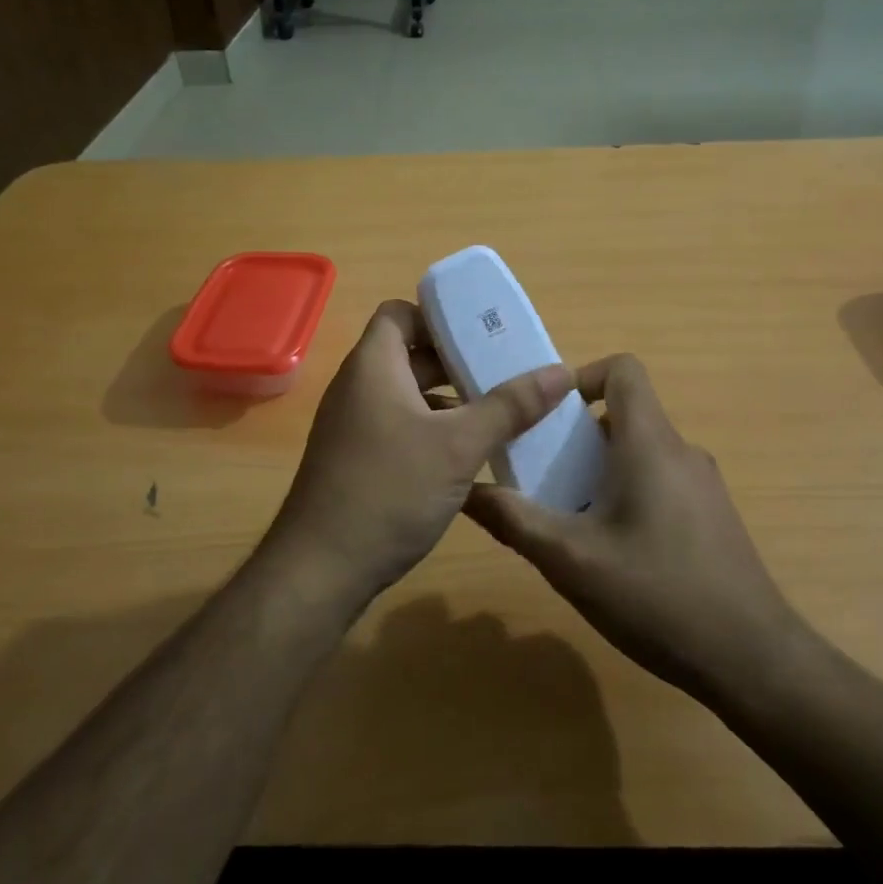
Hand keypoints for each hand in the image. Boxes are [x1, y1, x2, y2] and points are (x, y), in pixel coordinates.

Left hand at [266, 300, 573, 603]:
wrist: (321, 569)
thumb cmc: (389, 490)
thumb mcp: (459, 446)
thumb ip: (510, 406)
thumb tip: (561, 372)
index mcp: (373, 366)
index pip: (399, 314)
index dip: (438, 317)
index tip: (481, 335)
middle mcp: (357, 388)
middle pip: (409, 355)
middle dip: (456, 362)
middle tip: (505, 373)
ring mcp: (353, 427)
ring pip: (407, 396)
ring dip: (449, 401)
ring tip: (498, 415)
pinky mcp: (355, 461)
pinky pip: (399, 428)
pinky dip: (432, 431)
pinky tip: (468, 458)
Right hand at [464, 354, 810, 705]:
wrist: (753, 660)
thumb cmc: (657, 595)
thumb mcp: (571, 560)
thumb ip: (514, 520)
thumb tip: (464, 490)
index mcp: (651, 443)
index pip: (622, 369)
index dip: (580, 377)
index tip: (546, 417)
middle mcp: (682, 452)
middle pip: (623, 414)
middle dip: (575, 436)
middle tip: (539, 475)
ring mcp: (703, 486)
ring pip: (640, 453)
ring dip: (598, 471)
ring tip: (567, 518)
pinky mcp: (711, 517)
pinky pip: (659, 483)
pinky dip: (626, 495)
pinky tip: (610, 553)